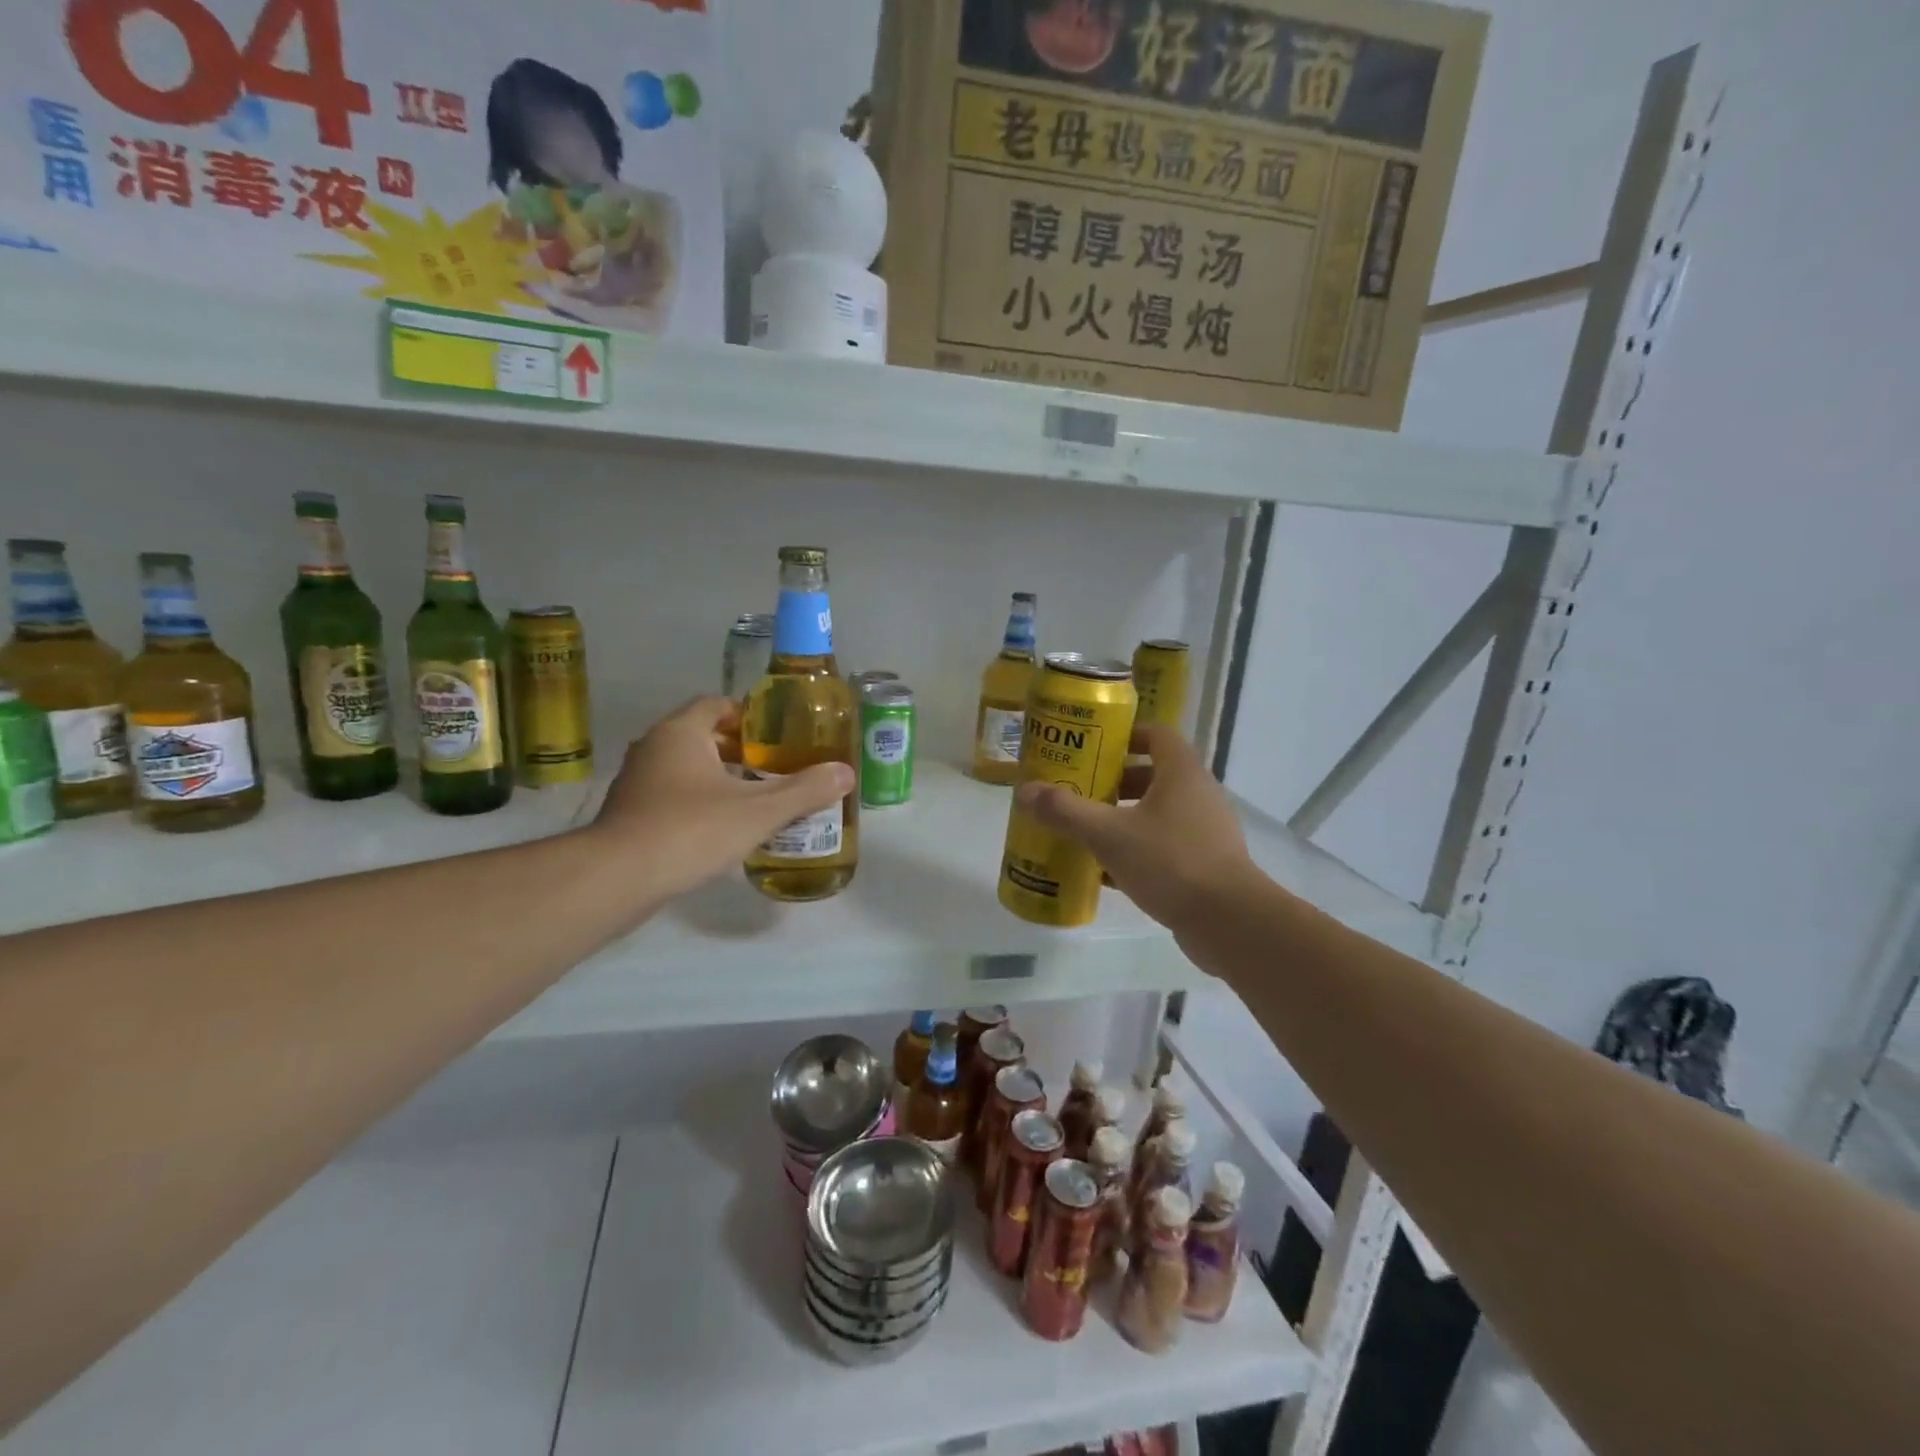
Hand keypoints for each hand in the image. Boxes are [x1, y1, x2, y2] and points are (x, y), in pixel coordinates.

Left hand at [587, 697, 853, 905]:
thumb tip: (845, 773)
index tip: (776, 735)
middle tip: (773, 767)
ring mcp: (636, 781)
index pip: (715, 703)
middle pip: (701, 735)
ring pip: (684, 767)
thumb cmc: (690, 830)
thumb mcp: (758, 811)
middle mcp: (653, 747)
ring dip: (716, 777)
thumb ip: (804, 791)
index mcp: (681, 732)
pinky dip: (695, 802)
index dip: (747, 715)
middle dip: (737, 749)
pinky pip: (670, 795)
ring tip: (753, 798)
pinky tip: (719, 828)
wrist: (617, 878)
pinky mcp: (628, 814)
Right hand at [1014, 725, 1256, 931]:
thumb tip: (1024, 791)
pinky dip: (1139, 850)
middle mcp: (1199, 794)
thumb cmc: (1169, 861)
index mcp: (1182, 773)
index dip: (1127, 737)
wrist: (1228, 921)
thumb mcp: (1108, 834)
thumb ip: (1066, 812)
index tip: (1095, 748)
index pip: (1157, 736)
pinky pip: (1167, 845)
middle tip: (1082, 793)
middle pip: (1155, 775)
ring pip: (1160, 813)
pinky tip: (1108, 873)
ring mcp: (1207, 831)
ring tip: (1089, 832)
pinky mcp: (1208, 863)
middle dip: (1116, 782)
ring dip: (1125, 818)